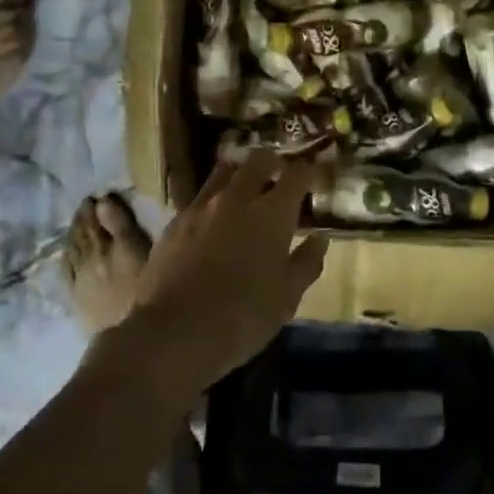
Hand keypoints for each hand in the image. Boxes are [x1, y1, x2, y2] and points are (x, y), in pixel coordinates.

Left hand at [103, 152, 326, 410]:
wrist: (174, 333)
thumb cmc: (242, 317)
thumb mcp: (287, 298)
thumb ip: (306, 263)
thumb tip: (319, 239)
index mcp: (272, 213)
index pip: (297, 174)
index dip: (308, 170)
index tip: (312, 174)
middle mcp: (237, 198)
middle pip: (258, 160)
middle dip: (273, 161)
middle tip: (278, 175)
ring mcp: (202, 206)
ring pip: (224, 171)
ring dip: (239, 175)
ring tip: (244, 191)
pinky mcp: (174, 221)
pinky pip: (199, 198)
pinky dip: (212, 201)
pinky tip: (213, 221)